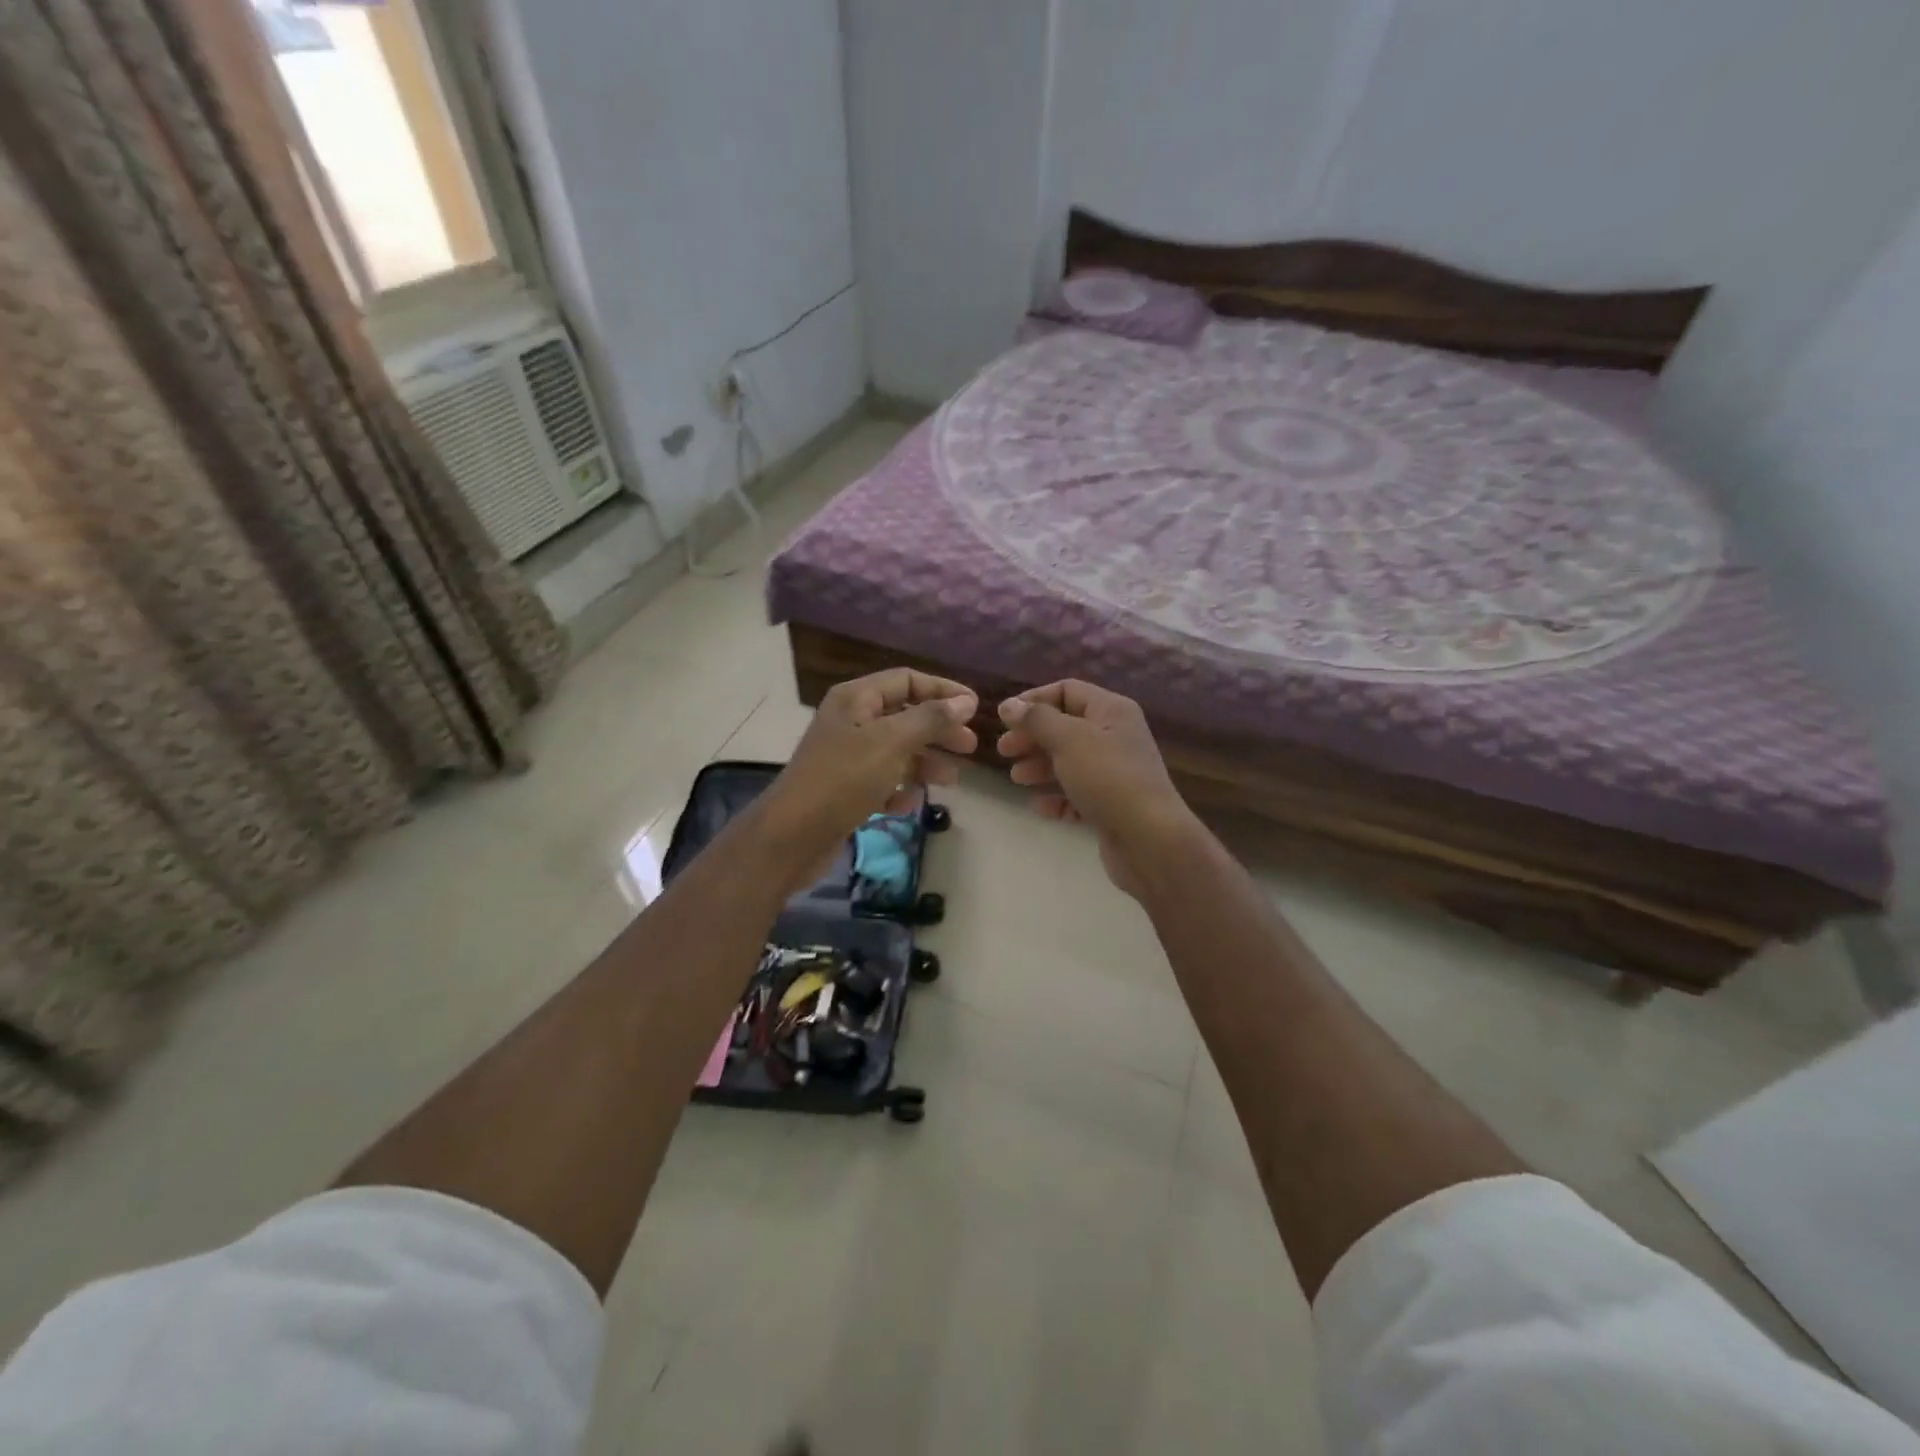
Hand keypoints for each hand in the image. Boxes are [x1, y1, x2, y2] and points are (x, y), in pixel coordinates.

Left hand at [757, 668, 977, 879]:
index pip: (906, 680)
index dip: (942, 690)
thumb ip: (930, 719)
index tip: (975, 708)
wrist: (791, 836)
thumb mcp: (891, 743)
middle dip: (938, 730)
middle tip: (970, 747)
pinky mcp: (845, 789)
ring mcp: (846, 756)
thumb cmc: (843, 780)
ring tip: (951, 780)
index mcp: (856, 699)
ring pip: (896, 751)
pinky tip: (909, 804)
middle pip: (905, 716)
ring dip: (925, 763)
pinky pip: (881, 782)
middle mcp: (850, 721)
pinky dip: (899, 790)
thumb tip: (964, 701)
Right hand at [996, 680, 1198, 897]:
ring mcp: (1115, 772)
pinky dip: (1057, 797)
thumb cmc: (1108, 779)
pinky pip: (1078, 794)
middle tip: (1004, 751)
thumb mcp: (1069, 740)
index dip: (1034, 700)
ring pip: (1069, 761)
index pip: (1068, 690)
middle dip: (1033, 737)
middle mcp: (1116, 736)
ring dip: (1040, 767)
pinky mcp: (1111, 805)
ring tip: (1017, 779)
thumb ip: (1036, 719)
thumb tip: (1010, 705)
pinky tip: (1039, 806)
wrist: (1149, 839)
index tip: (1005, 719)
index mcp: (1112, 711)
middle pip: (1065, 727)